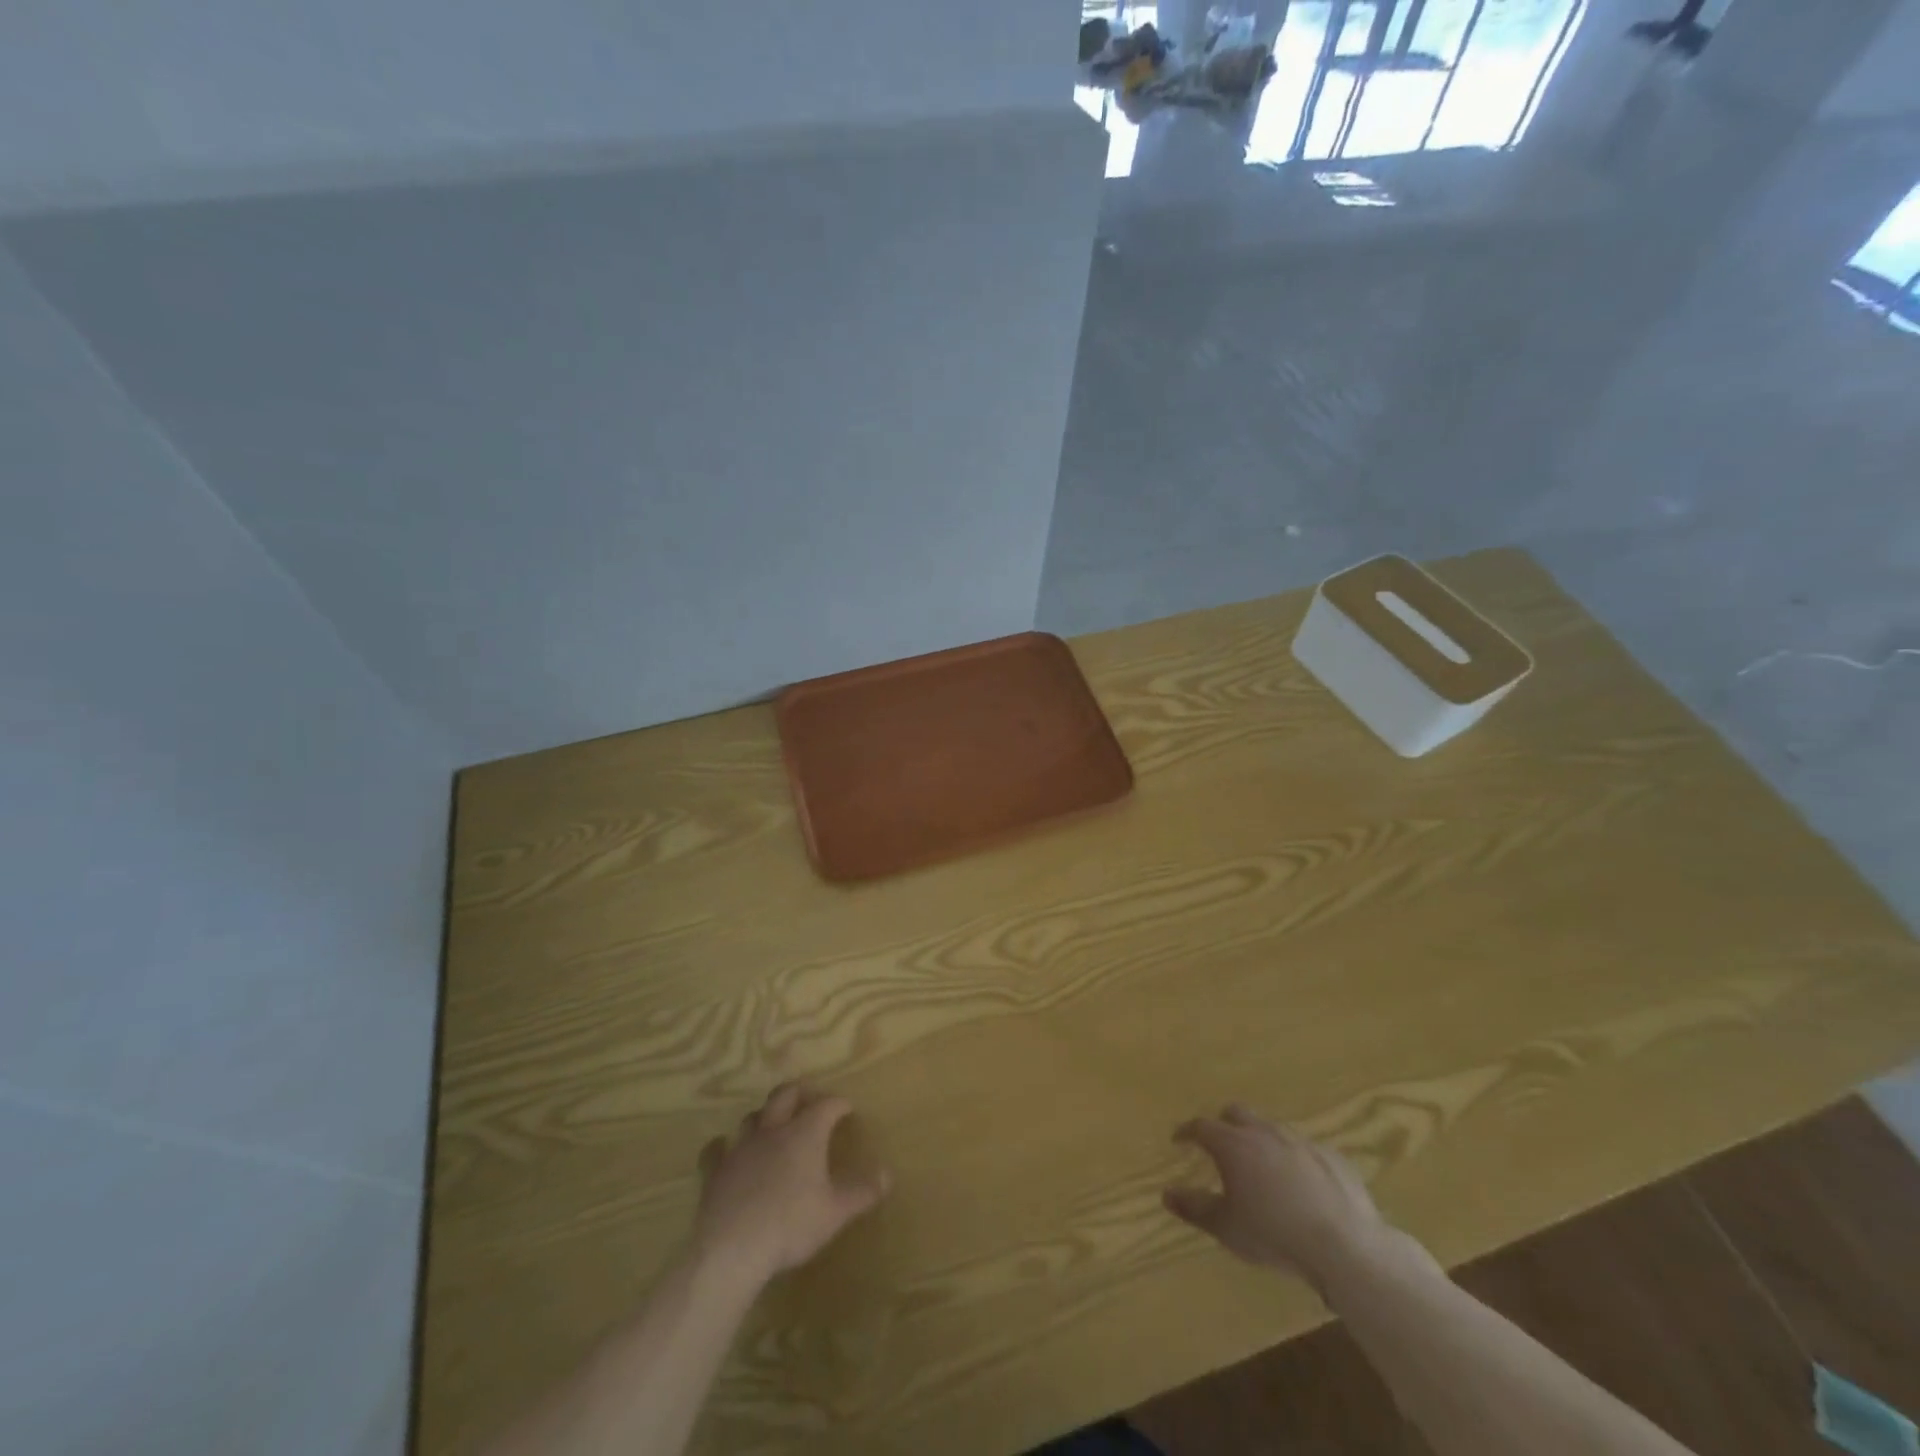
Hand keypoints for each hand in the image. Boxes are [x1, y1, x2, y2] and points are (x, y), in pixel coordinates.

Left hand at [693, 1083, 889, 1286]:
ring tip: (774, 1124)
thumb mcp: (836, 1212)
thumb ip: (862, 1191)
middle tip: (810, 1100)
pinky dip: (725, 1145)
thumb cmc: (791, 1225)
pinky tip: (726, 1149)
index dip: (838, 1104)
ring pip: (754, 1116)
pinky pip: (717, 1148)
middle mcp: (773, 1130)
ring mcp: (741, 1147)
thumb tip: (887, 1174)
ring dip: (766, 1115)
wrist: (733, 1248)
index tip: (847, 1109)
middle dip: (800, 1093)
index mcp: (805, 1133)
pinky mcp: (716, 1170)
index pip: (826, 1105)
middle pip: (785, 1095)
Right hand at [1163, 1103, 1392, 1293]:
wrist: (1344, 1245)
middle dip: (1224, 1124)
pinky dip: (1294, 1159)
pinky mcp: (1332, 1156)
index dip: (1187, 1131)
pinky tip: (1301, 1184)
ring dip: (1260, 1140)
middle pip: (1236, 1113)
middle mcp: (1264, 1132)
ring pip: (1272, 1128)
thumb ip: (1194, 1207)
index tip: (1179, 1139)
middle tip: (1220, 1146)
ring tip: (1261, 1166)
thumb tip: (1166, 1193)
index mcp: (1234, 1144)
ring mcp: (1301, 1141)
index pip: (1201, 1126)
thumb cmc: (1274, 1234)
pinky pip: (1305, 1149)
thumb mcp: (1227, 1228)